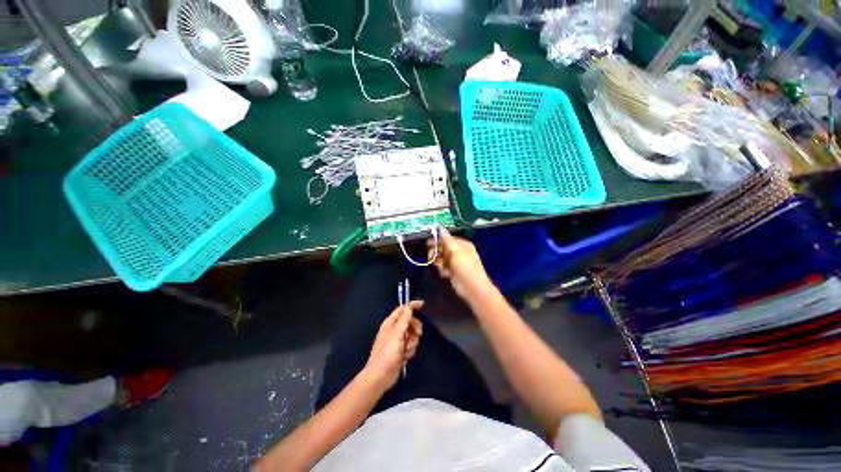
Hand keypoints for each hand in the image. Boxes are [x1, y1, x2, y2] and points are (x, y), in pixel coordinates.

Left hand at [364, 301, 423, 389]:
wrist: (380, 376)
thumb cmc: (387, 353)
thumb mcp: (397, 333)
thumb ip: (404, 319)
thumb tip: (409, 306)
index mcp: (390, 322)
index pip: (403, 308)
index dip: (412, 305)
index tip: (423, 304)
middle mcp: (394, 329)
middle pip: (410, 321)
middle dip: (415, 328)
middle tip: (417, 334)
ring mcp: (397, 340)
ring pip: (412, 334)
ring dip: (412, 342)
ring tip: (406, 350)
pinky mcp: (401, 350)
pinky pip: (411, 345)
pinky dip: (410, 350)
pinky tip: (405, 356)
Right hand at [428, 228, 494, 302]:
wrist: (472, 288)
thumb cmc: (465, 267)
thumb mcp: (456, 250)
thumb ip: (447, 239)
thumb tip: (440, 227)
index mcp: (463, 245)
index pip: (448, 238)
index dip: (438, 239)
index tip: (429, 242)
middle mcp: (459, 252)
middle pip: (444, 248)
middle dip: (437, 250)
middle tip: (431, 254)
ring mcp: (455, 262)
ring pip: (442, 257)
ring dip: (438, 261)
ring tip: (438, 265)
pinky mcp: (452, 272)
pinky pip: (443, 267)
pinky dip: (441, 269)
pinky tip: (443, 272)